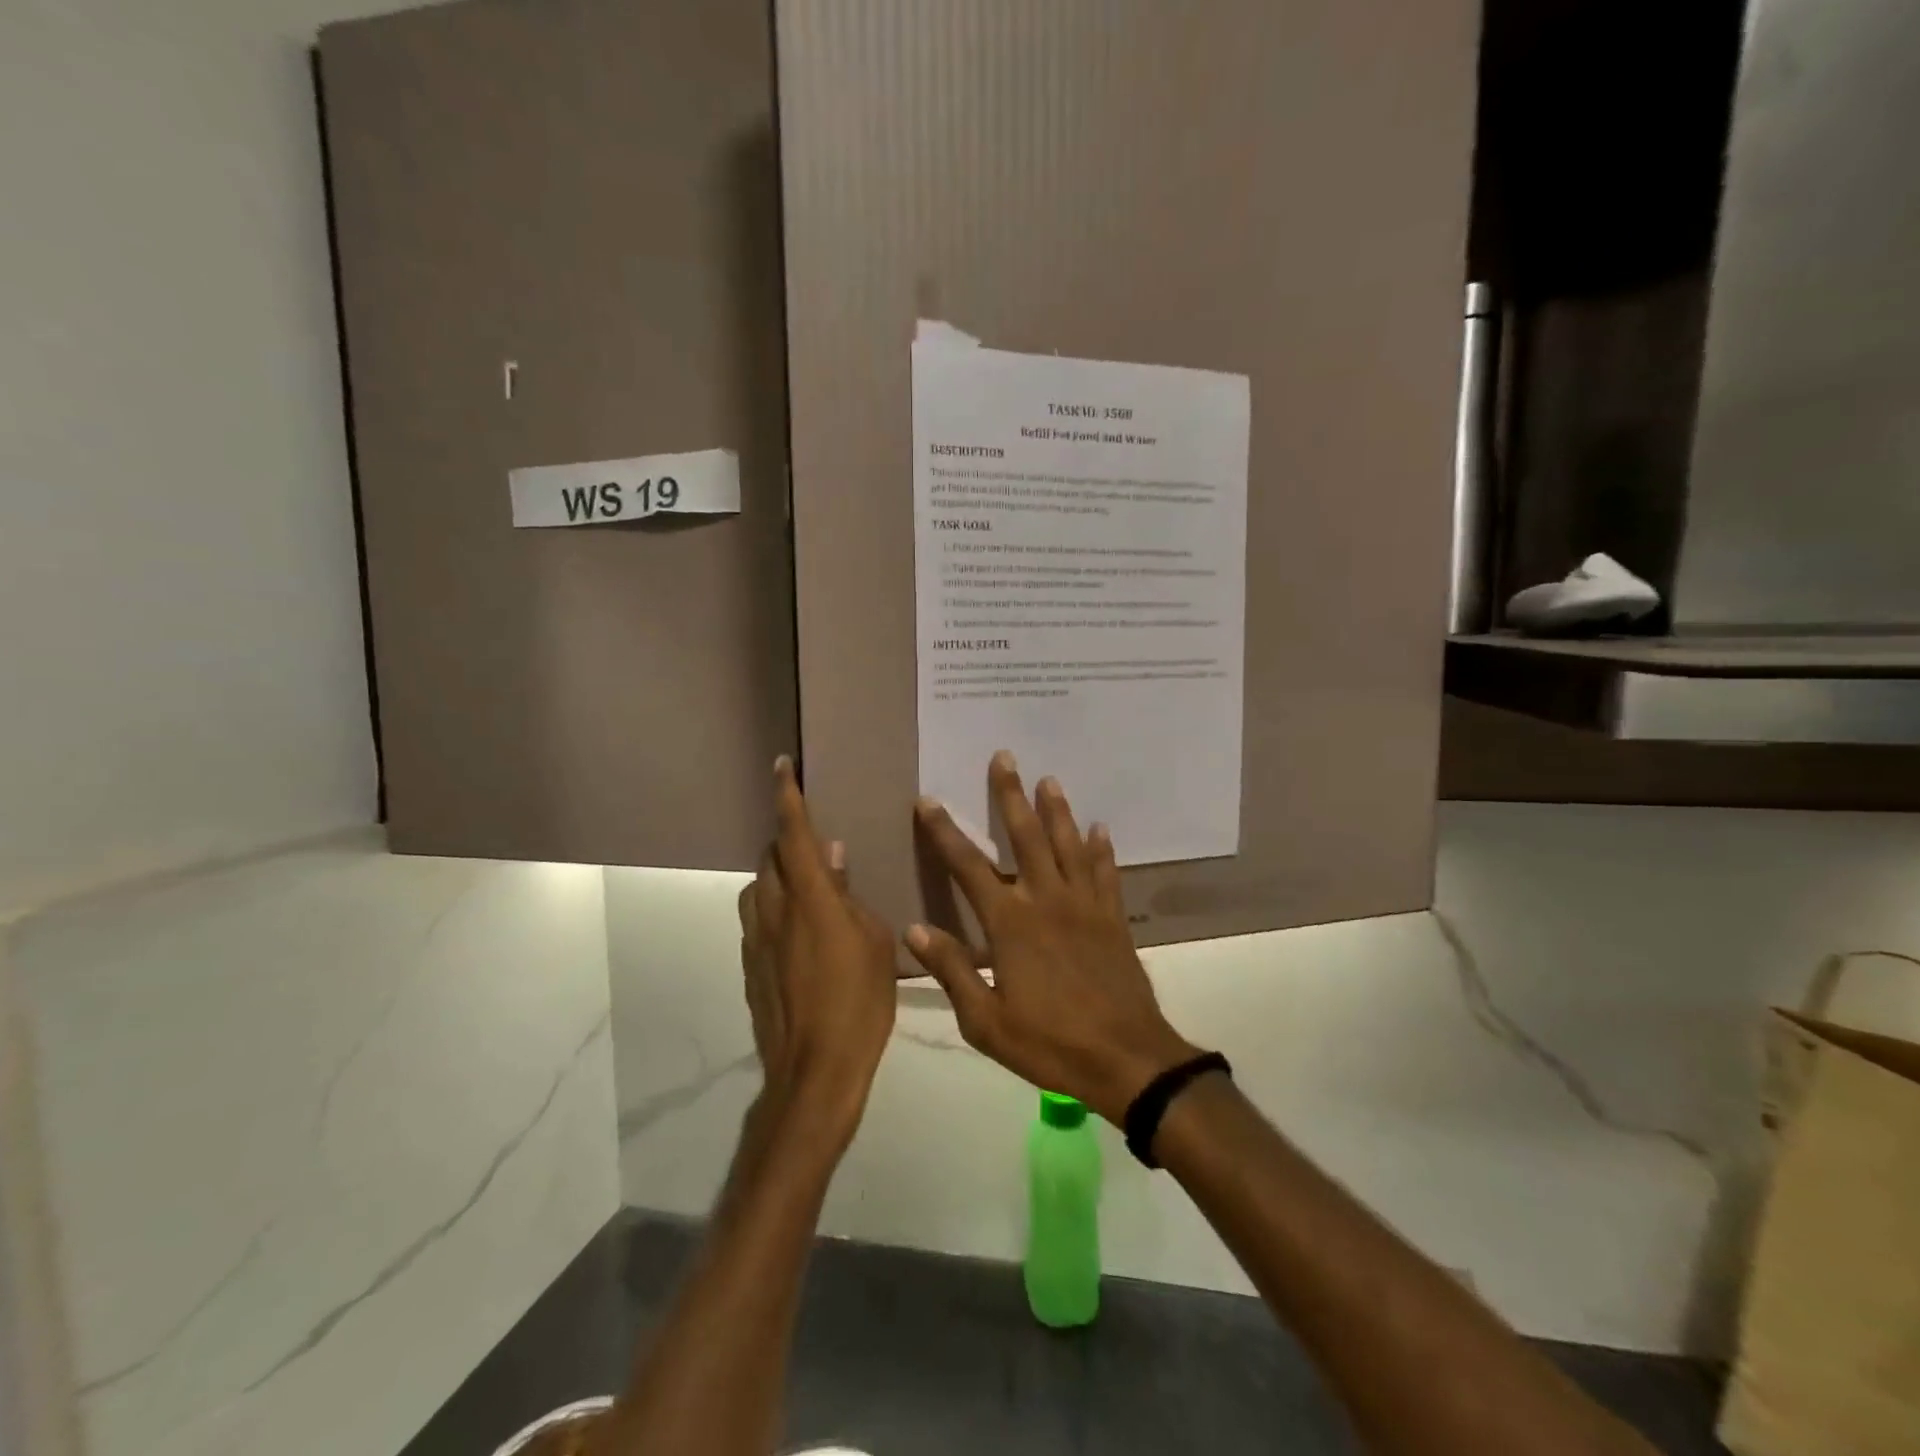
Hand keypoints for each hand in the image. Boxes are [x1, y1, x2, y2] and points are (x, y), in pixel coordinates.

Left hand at [738, 758, 897, 1143]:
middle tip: (815, 849)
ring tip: (806, 891)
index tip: (781, 766)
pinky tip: (798, 934)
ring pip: (757, 889)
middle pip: (770, 858)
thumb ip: (849, 895)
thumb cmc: (859, 1003)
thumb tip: (832, 856)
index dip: (788, 797)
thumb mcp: (875, 942)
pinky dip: (773, 911)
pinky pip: (757, 921)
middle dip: (787, 843)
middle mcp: (775, 911)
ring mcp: (756, 940)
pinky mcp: (749, 966)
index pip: (794, 835)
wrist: (814, 1072)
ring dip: (777, 878)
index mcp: (811, 900)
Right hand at [905, 752, 1199, 1124]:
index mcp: (1010, 924)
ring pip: (1068, 844)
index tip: (929, 800)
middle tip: (1004, 757)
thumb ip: (952, 970)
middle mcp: (1046, 900)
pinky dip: (1101, 849)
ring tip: (1049, 779)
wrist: (1127, 1059)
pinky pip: (1106, 873)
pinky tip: (1100, 828)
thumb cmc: (1050, 1043)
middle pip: (1026, 836)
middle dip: (1010, 795)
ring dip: (1057, 810)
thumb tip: (914, 929)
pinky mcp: (1112, 918)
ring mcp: (1084, 905)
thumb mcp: (986, 1021)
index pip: (968, 866)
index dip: (945, 831)